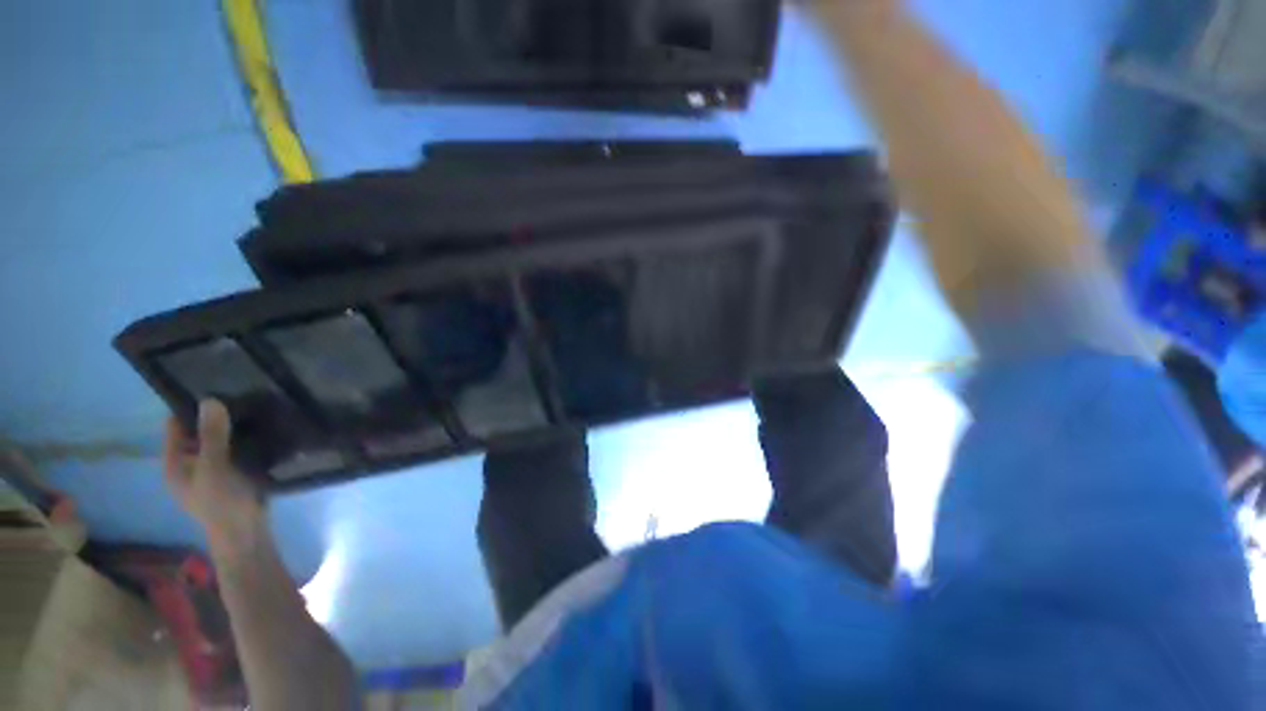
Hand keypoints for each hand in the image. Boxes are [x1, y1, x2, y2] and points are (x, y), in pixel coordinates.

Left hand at [164, 400, 265, 547]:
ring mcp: (211, 470)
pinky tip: (261, 431)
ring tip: (255, 411)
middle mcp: (188, 464)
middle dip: (216, 417)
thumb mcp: (215, 468)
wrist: (246, 533)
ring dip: (233, 429)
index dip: (191, 408)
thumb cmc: (222, 502)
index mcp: (174, 463)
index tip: (216, 389)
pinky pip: (234, 449)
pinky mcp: (232, 474)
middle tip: (242, 398)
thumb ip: (211, 436)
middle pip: (198, 432)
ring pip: (219, 440)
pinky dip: (244, 440)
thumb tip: (210, 399)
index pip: (176, 425)